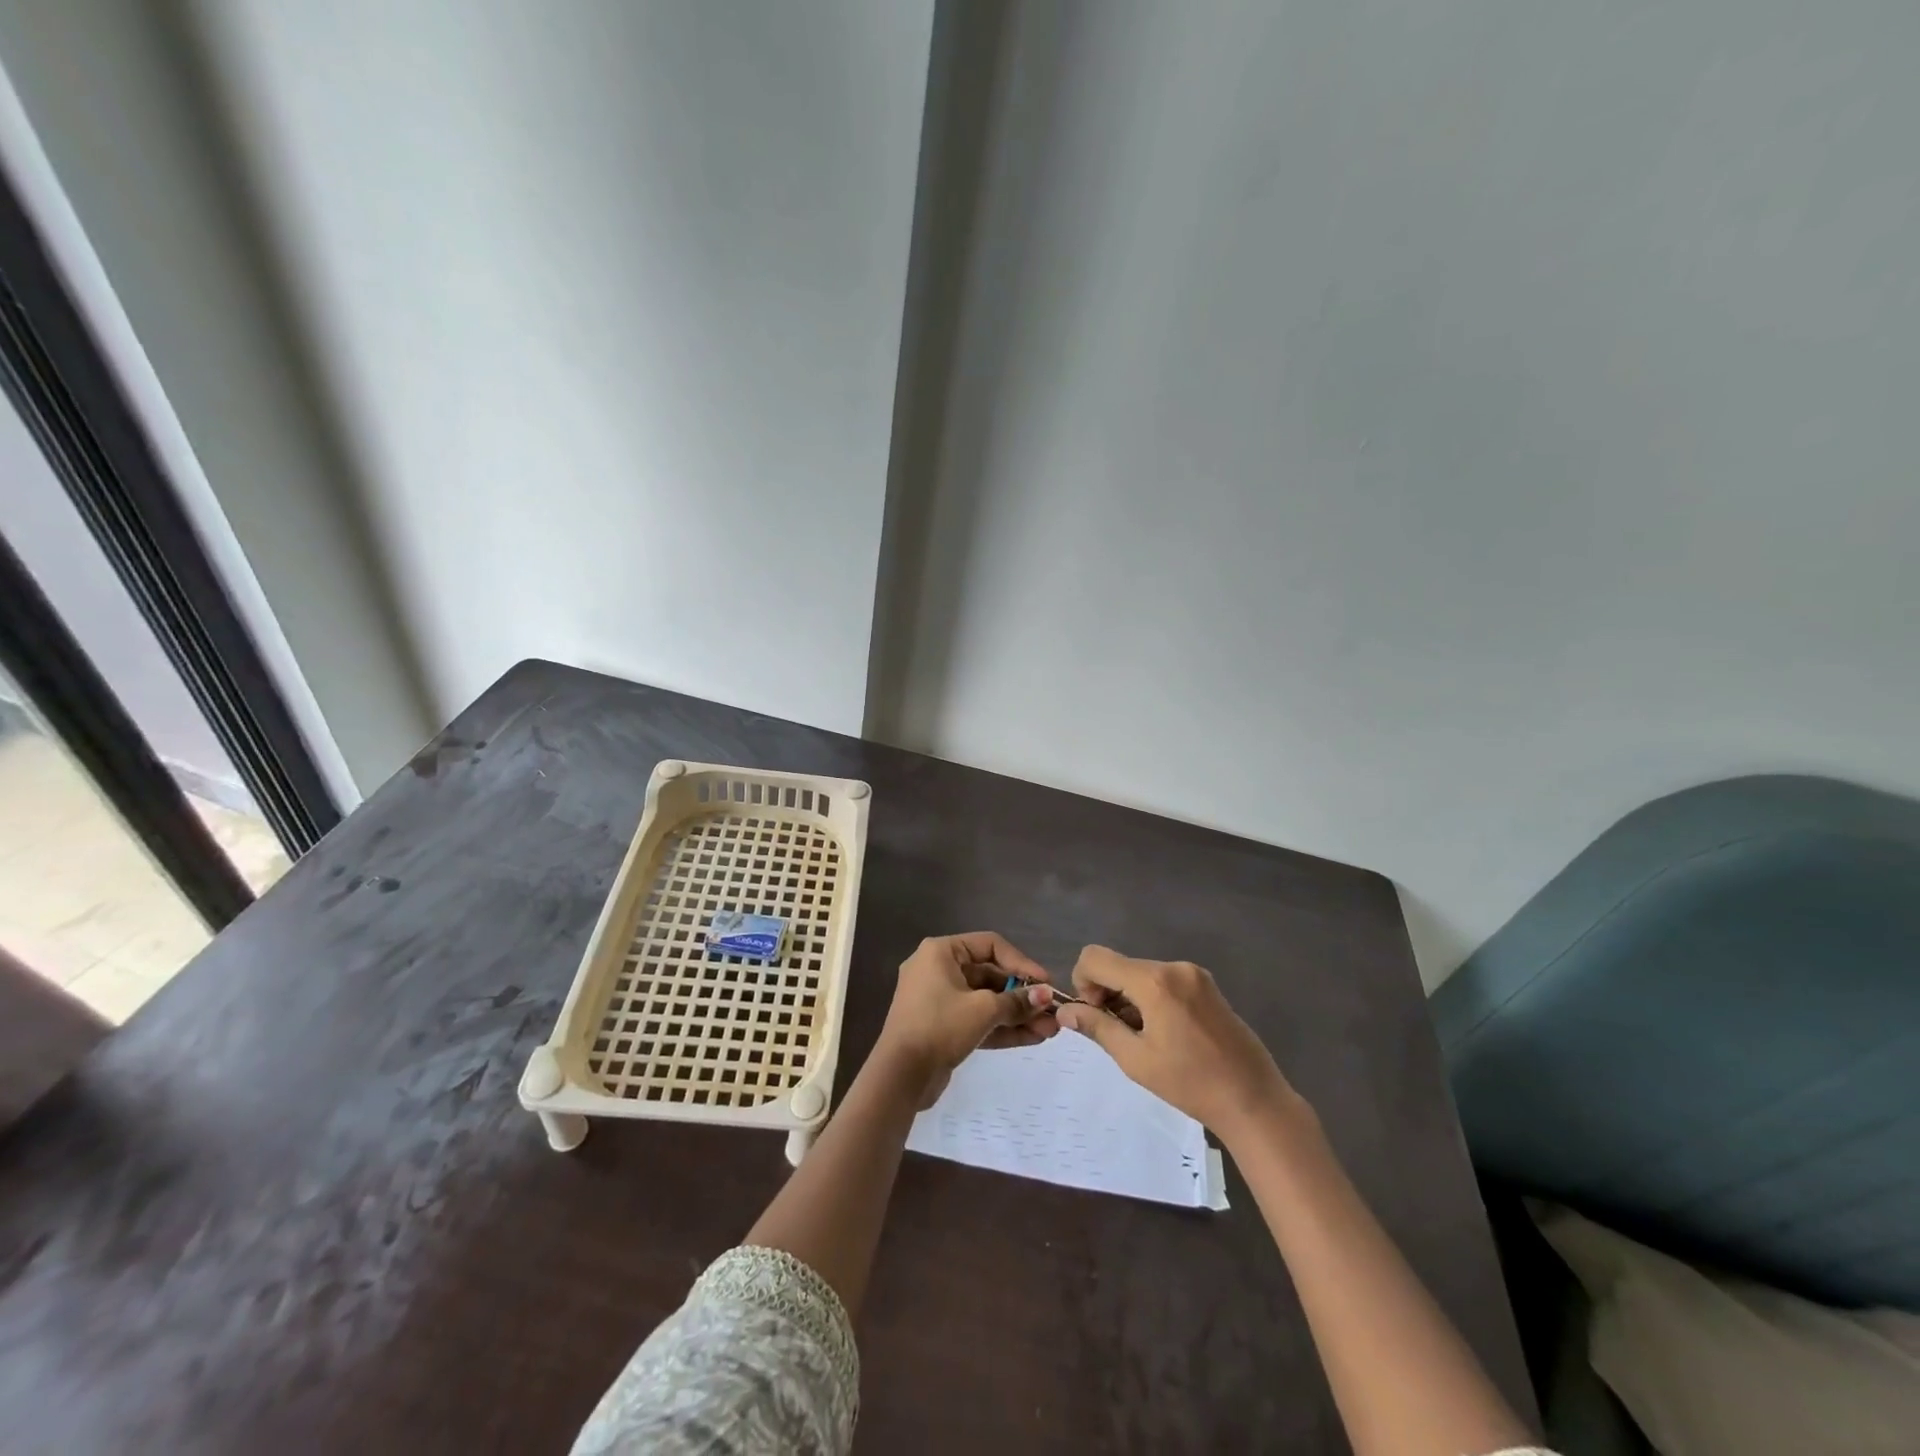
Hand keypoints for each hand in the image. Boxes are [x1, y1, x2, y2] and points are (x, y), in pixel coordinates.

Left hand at [873, 932, 1058, 1106]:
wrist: (900, 1076)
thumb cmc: (939, 1027)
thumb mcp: (983, 1010)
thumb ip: (1017, 1001)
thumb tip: (1046, 995)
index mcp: (941, 952)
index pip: (990, 945)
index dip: (1021, 962)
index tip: (1045, 983)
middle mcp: (938, 969)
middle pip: (989, 975)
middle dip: (1022, 996)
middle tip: (1051, 1012)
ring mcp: (939, 1000)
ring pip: (985, 1001)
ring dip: (1016, 1015)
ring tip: (1050, 1030)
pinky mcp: (942, 1027)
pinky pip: (976, 1020)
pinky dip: (1001, 1028)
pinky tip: (1032, 1039)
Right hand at [1054, 945, 1294, 1140]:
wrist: (1254, 1100)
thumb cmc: (1191, 1084)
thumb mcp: (1136, 1059)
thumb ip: (1098, 1027)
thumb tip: (1065, 1011)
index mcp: (1154, 981)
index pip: (1095, 957)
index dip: (1083, 982)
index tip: (1096, 1015)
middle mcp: (1173, 967)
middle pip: (1119, 965)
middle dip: (1107, 992)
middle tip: (1118, 1032)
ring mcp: (1194, 973)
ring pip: (1140, 972)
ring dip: (1129, 997)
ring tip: (1144, 1037)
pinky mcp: (1207, 984)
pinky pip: (1163, 980)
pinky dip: (1151, 997)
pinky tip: (1165, 1032)